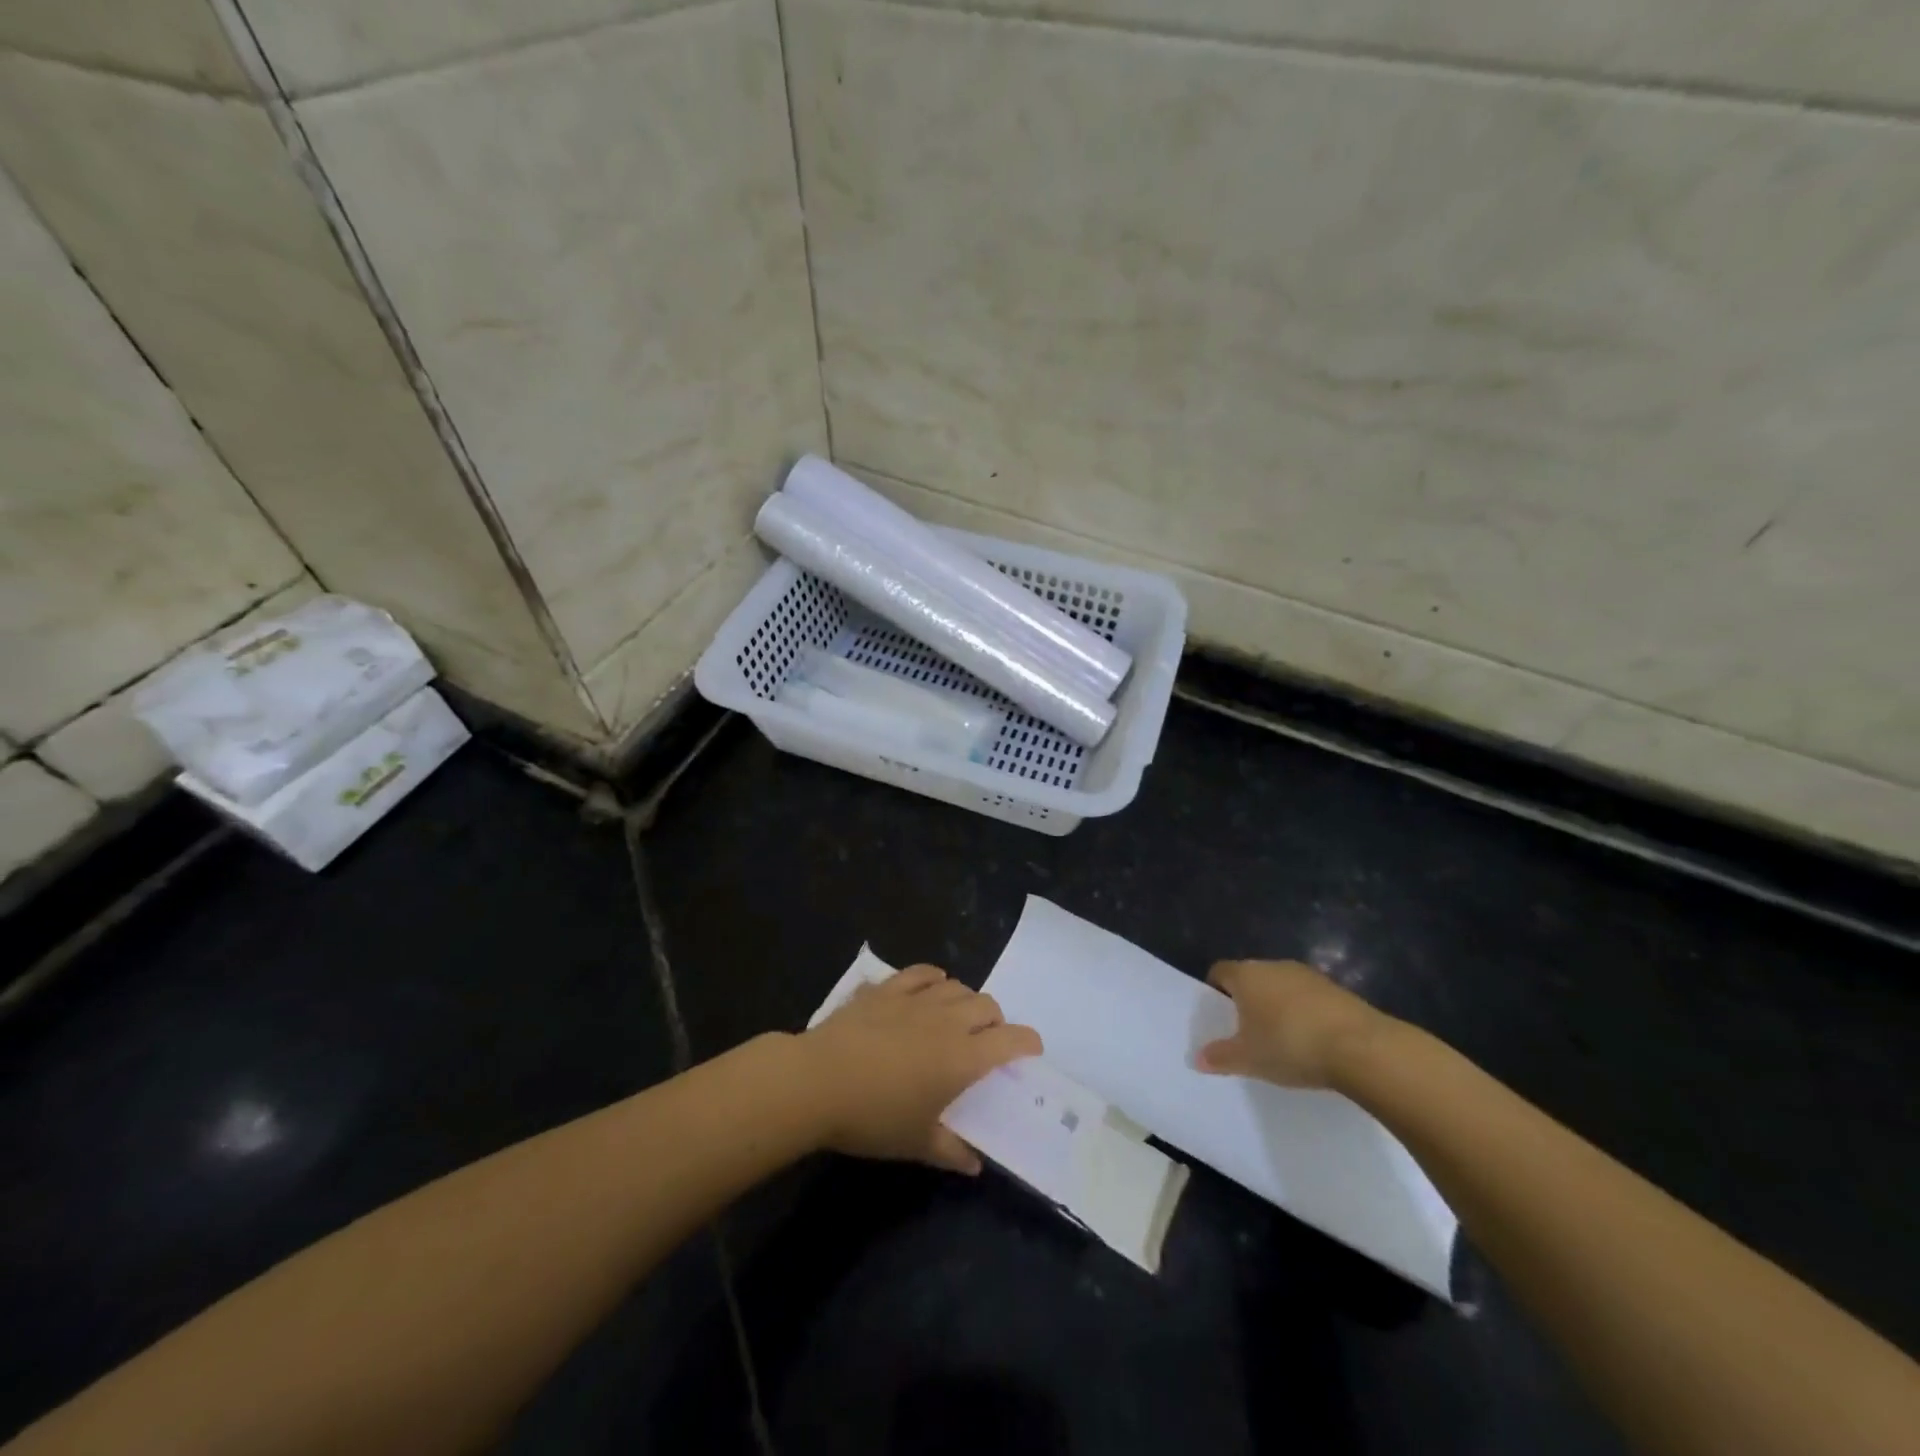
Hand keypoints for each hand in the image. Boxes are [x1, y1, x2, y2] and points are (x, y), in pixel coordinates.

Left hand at [799, 965, 1042, 1173]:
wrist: (818, 1081)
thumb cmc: (873, 1118)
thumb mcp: (916, 1143)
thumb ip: (951, 1152)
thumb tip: (975, 1163)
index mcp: (963, 1057)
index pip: (1011, 1040)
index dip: (1028, 1042)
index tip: (1031, 1050)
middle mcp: (947, 1020)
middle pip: (987, 1006)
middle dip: (996, 1021)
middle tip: (987, 1041)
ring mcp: (915, 999)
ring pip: (957, 986)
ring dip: (966, 1000)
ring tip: (958, 1017)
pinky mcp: (887, 989)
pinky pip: (921, 973)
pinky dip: (933, 978)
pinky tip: (930, 986)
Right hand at [1195, 959, 1392, 1089]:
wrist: (1361, 1048)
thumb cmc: (1290, 1045)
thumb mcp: (1248, 1059)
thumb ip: (1220, 1057)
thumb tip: (1197, 1058)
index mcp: (1246, 975)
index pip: (1220, 971)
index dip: (1215, 991)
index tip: (1218, 1015)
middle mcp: (1273, 966)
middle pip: (1251, 977)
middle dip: (1247, 1000)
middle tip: (1247, 1031)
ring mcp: (1307, 975)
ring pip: (1281, 986)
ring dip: (1278, 1006)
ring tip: (1281, 1039)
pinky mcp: (1336, 989)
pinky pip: (1308, 998)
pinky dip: (1305, 1013)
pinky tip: (1312, 1041)